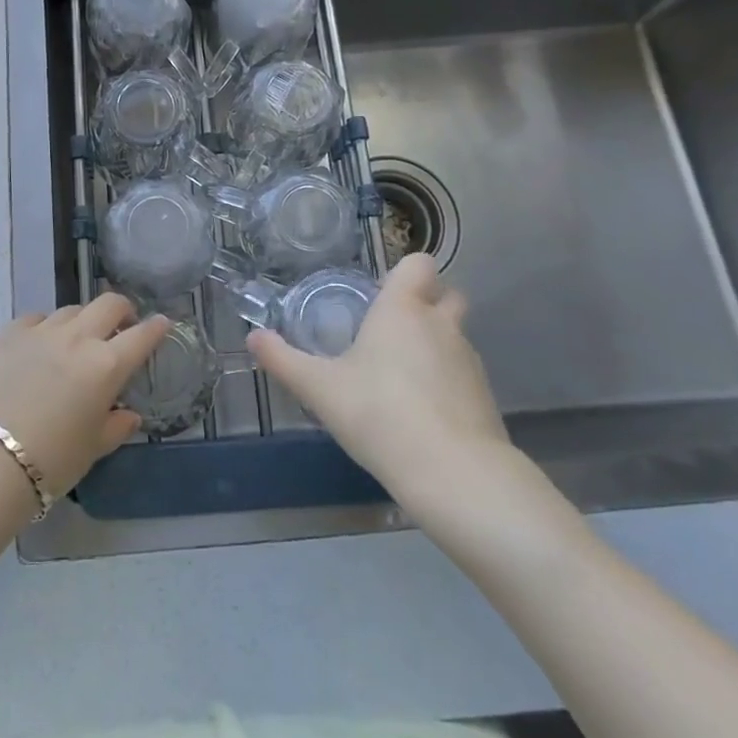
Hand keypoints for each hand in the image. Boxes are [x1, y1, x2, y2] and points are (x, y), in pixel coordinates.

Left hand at [0, 296, 171, 497]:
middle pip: (109, 304)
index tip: (162, 324)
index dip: (156, 328)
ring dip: (82, 321)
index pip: (142, 336)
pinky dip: (45, 327)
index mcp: (106, 365)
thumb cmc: (52, 460)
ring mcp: (42, 331)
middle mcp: (78, 338)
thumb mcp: (94, 447)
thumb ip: (117, 425)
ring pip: (72, 310)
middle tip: (121, 327)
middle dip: (122, 311)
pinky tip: (40, 345)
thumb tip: (129, 414)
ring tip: (77, 341)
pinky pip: (36, 318)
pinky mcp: (10, 333)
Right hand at [248, 254, 515, 503]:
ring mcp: (469, 360)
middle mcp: (441, 325)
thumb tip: (253, 337)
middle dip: (428, 303)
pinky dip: (447, 383)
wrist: (453, 473)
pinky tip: (423, 413)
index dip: (404, 272)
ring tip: (402, 378)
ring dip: (436, 345)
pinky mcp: (485, 397)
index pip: (419, 264)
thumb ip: (283, 360)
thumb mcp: (319, 388)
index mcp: (403, 309)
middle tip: (393, 329)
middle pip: (447, 294)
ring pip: (455, 336)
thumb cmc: (379, 413)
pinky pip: (463, 374)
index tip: (381, 294)